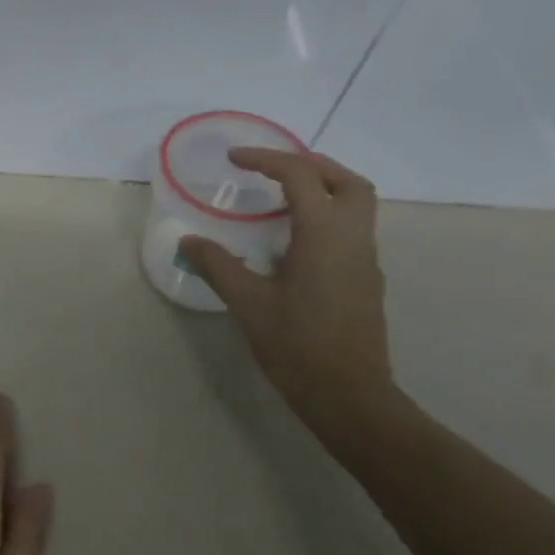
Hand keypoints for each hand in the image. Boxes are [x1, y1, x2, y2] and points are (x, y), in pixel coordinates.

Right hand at [180, 150, 397, 434]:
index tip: (234, 159)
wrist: (349, 395)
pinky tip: (293, 242)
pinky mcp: (366, 280)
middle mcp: (353, 238)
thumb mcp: (249, 304)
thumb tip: (188, 241)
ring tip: (280, 199)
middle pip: (345, 180)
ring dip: (323, 189)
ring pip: (356, 204)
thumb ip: (218, 266)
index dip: (267, 159)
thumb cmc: (297, 346)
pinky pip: (352, 229)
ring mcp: (366, 259)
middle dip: (310, 165)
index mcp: (324, 235)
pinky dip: (326, 216)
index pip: (300, 176)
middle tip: (272, 169)